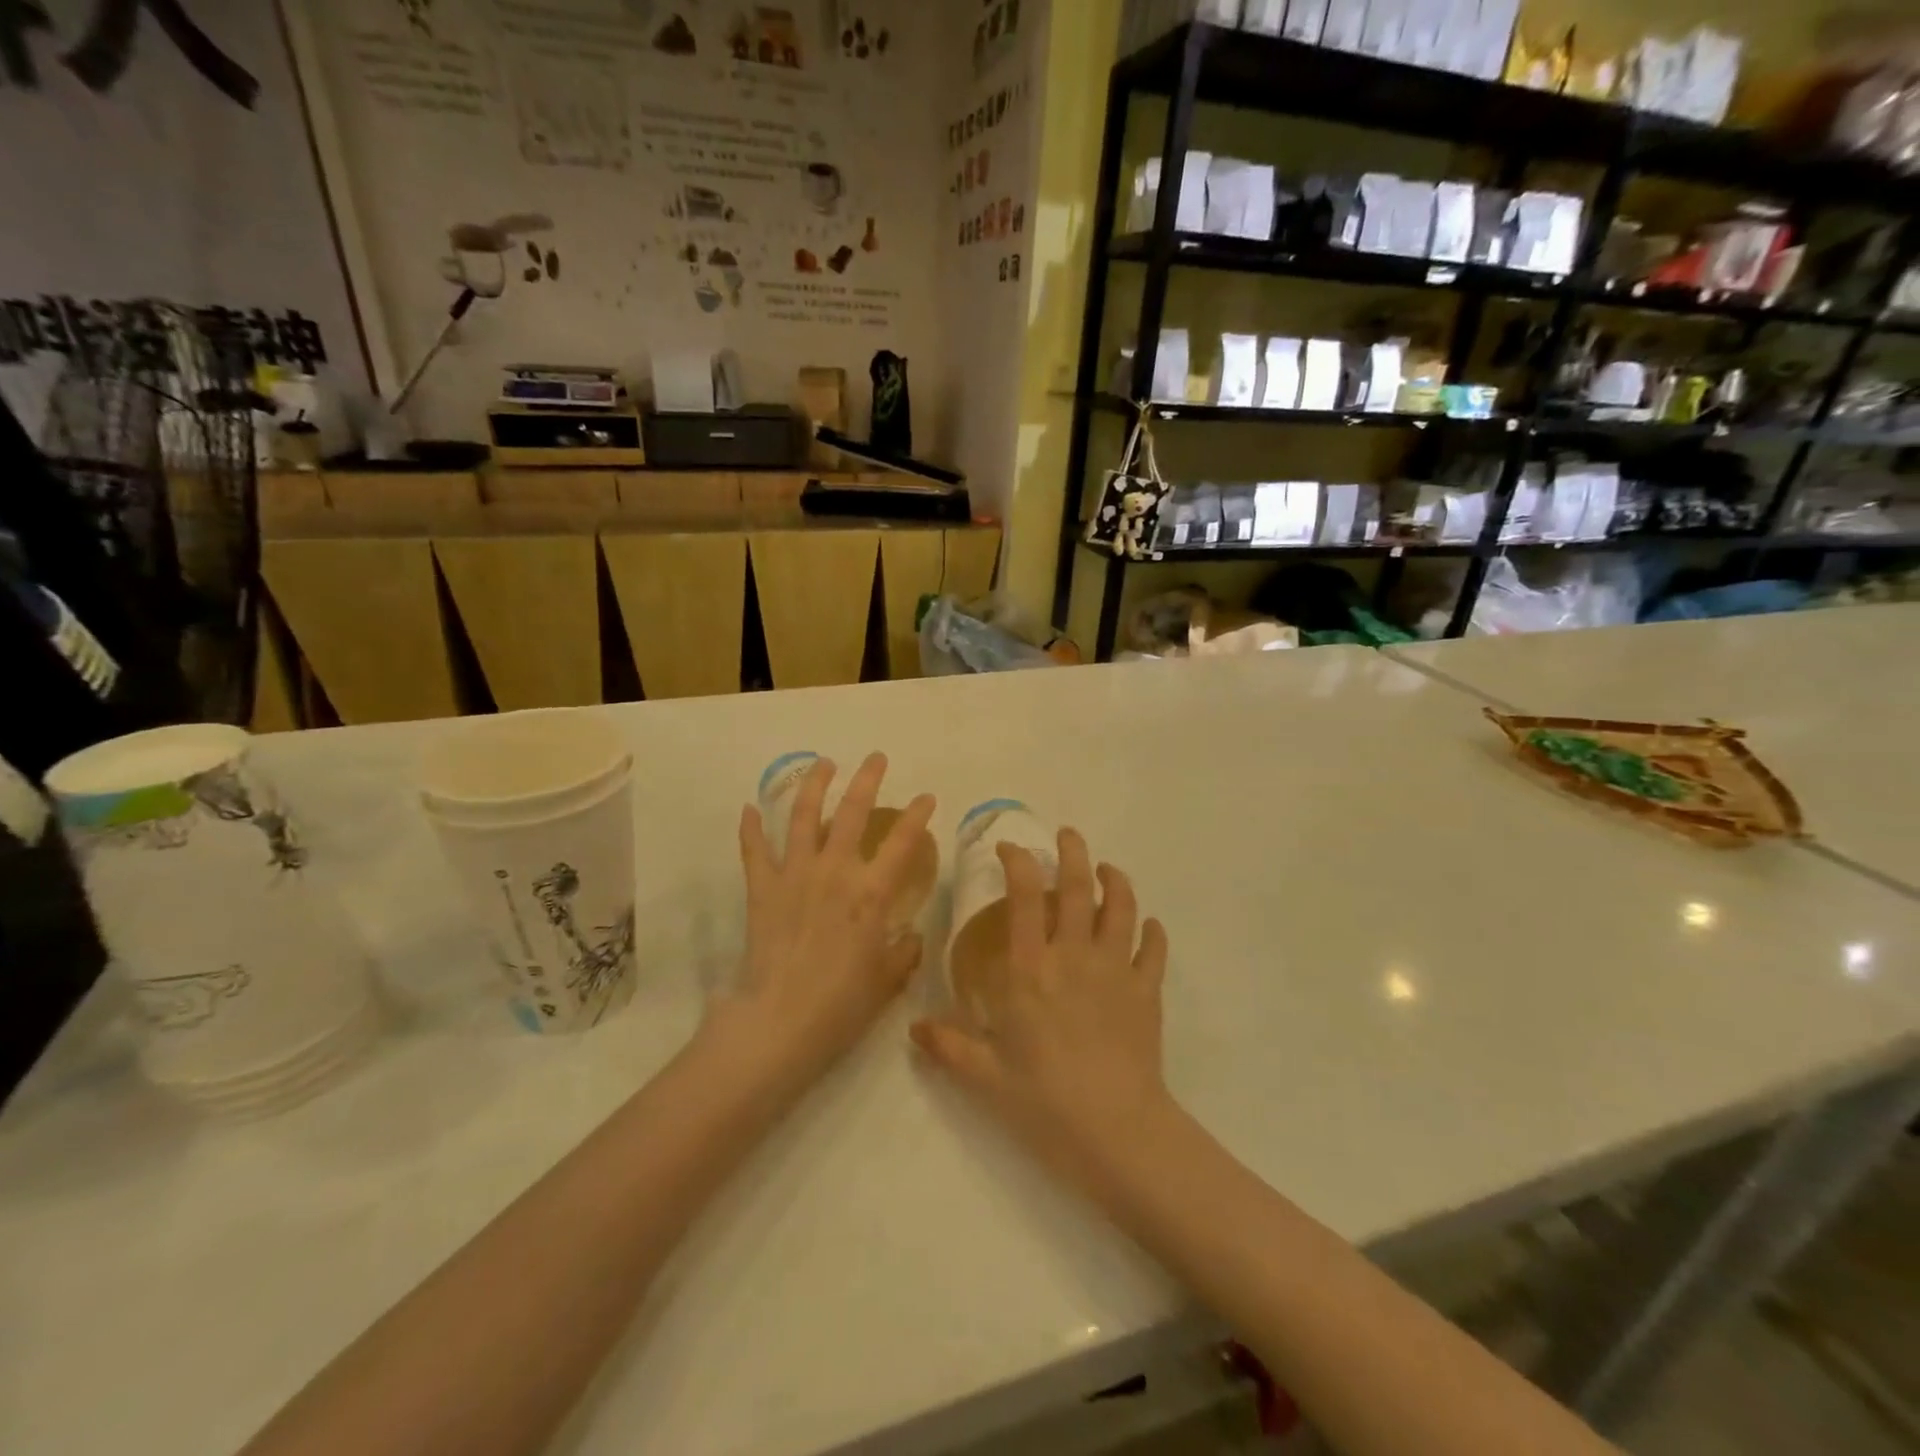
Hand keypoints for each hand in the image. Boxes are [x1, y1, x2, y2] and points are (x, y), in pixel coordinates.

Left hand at [710, 754, 934, 1092]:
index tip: (926, 797)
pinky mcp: (762, 888)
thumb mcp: (886, 980)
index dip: (917, 815)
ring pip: (804, 816)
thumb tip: (913, 937)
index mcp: (871, 893)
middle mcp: (835, 871)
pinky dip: (750, 828)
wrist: (780, 1021)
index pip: (903, 842)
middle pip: (853, 812)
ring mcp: (795, 875)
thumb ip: (904, 952)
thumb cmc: (841, 1004)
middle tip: (875, 758)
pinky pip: (754, 851)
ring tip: (823, 762)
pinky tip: (749, 809)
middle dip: (867, 779)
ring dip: (814, 785)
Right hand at [912, 828, 1171, 1188]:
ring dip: (1115, 881)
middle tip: (1068, 835)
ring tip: (1107, 869)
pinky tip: (1148, 926)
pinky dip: (1151, 931)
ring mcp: (1117, 970)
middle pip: (1079, 887)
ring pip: (1121, 907)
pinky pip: (1153, 949)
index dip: (1018, 862)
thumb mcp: (986, 1076)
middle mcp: (1074, 956)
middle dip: (1073, 852)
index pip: (1025, 897)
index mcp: (1031, 969)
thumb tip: (913, 1029)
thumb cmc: (1045, 1101)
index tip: (1010, 847)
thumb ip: (949, 1046)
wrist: (1117, 1132)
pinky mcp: (1147, 991)